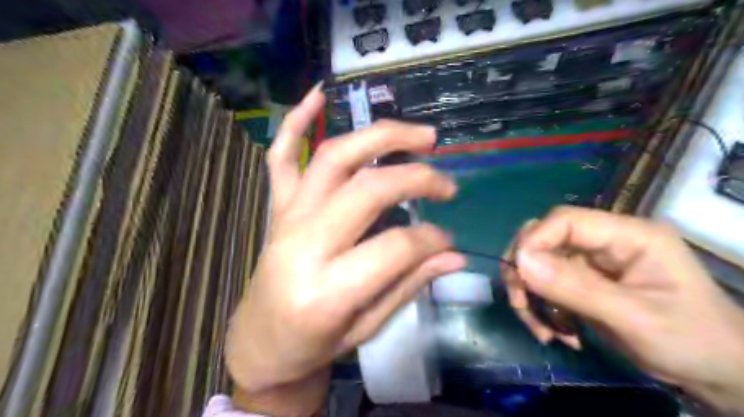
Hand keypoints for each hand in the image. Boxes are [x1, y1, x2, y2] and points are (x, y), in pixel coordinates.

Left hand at [227, 86, 462, 414]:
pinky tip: (318, 93)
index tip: (448, 240)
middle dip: (416, 177)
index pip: (396, 246)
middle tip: (447, 181)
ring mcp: (286, 218)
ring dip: (379, 137)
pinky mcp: (277, 207)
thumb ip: (409, 284)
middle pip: (367, 188)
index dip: (433, 238)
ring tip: (419, 136)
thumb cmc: (315, 342)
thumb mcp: (368, 326)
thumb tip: (455, 255)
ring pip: (333, 157)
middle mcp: (303, 244)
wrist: (261, 340)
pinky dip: (296, 121)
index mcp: (328, 290)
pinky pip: (280, 156)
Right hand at [502, 207, 743, 411]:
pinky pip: (547, 287)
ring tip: (544, 332)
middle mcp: (605, 242)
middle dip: (526, 274)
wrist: (718, 373)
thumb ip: (575, 287)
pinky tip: (559, 334)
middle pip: (544, 241)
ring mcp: (593, 263)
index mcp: (627, 235)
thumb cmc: (691, 340)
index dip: (533, 241)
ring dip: (532, 298)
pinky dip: (544, 311)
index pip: (564, 220)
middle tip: (522, 306)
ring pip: (539, 266)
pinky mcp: (584, 282)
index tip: (517, 275)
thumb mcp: (633, 317)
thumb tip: (520, 261)